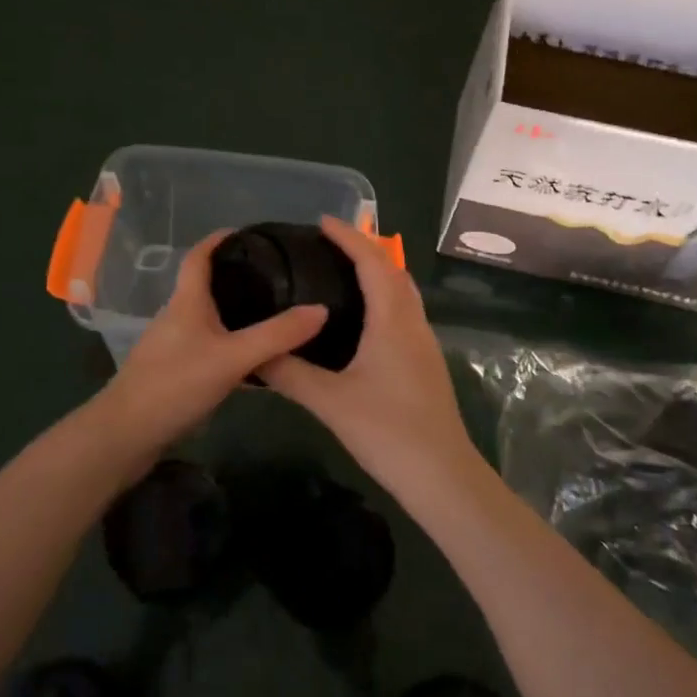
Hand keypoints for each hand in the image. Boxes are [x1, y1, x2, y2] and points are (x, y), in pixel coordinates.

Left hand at [101, 230, 326, 451]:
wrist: (126, 435)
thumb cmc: (175, 383)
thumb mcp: (232, 357)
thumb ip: (276, 335)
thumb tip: (321, 309)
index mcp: (187, 301)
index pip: (199, 256)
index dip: (219, 239)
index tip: (248, 233)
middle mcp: (178, 317)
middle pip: (207, 287)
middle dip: (238, 278)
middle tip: (278, 278)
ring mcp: (173, 347)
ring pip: (210, 321)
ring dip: (237, 315)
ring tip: (275, 316)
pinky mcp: (174, 374)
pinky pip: (209, 350)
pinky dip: (232, 347)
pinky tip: (256, 364)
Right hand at [259, 217, 478, 499]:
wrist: (442, 475)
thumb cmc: (387, 431)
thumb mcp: (330, 402)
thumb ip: (290, 374)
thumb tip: (254, 354)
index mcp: (392, 320)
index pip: (372, 262)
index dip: (349, 237)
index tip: (323, 221)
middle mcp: (413, 322)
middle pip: (393, 270)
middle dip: (364, 249)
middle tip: (327, 246)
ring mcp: (424, 343)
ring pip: (403, 292)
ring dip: (378, 273)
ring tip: (342, 274)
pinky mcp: (426, 362)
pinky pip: (405, 312)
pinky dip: (385, 297)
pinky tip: (363, 319)